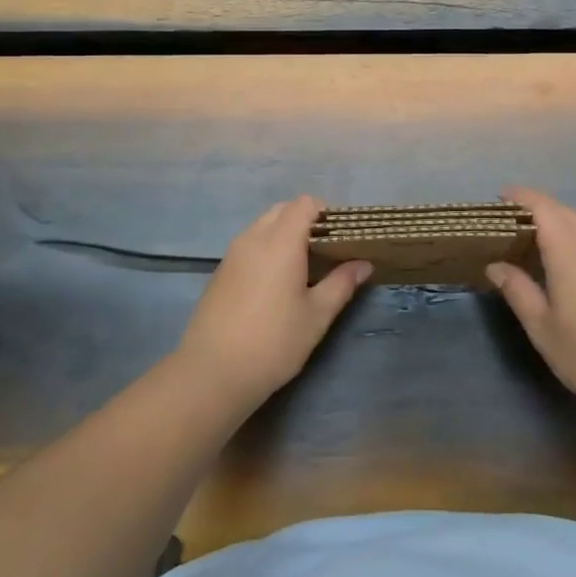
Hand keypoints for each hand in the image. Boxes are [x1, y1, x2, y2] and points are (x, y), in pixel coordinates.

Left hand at [173, 196, 370, 409]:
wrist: (212, 373)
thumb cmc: (273, 342)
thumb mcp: (316, 315)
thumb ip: (341, 283)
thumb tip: (364, 263)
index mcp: (281, 241)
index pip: (305, 203)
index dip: (326, 212)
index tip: (341, 236)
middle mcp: (253, 238)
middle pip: (282, 209)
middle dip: (305, 220)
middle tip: (326, 250)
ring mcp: (232, 254)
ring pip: (263, 225)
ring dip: (284, 233)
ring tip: (303, 266)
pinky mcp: (220, 271)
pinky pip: (248, 244)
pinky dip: (266, 248)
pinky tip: (276, 282)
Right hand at [487, 187, 575, 424]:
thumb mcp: (542, 327)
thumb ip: (517, 290)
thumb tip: (496, 266)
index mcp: (569, 249)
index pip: (541, 206)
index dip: (519, 197)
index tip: (500, 199)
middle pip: (562, 211)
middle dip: (536, 211)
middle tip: (513, 228)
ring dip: (560, 225)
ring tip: (540, 245)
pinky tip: (575, 266)